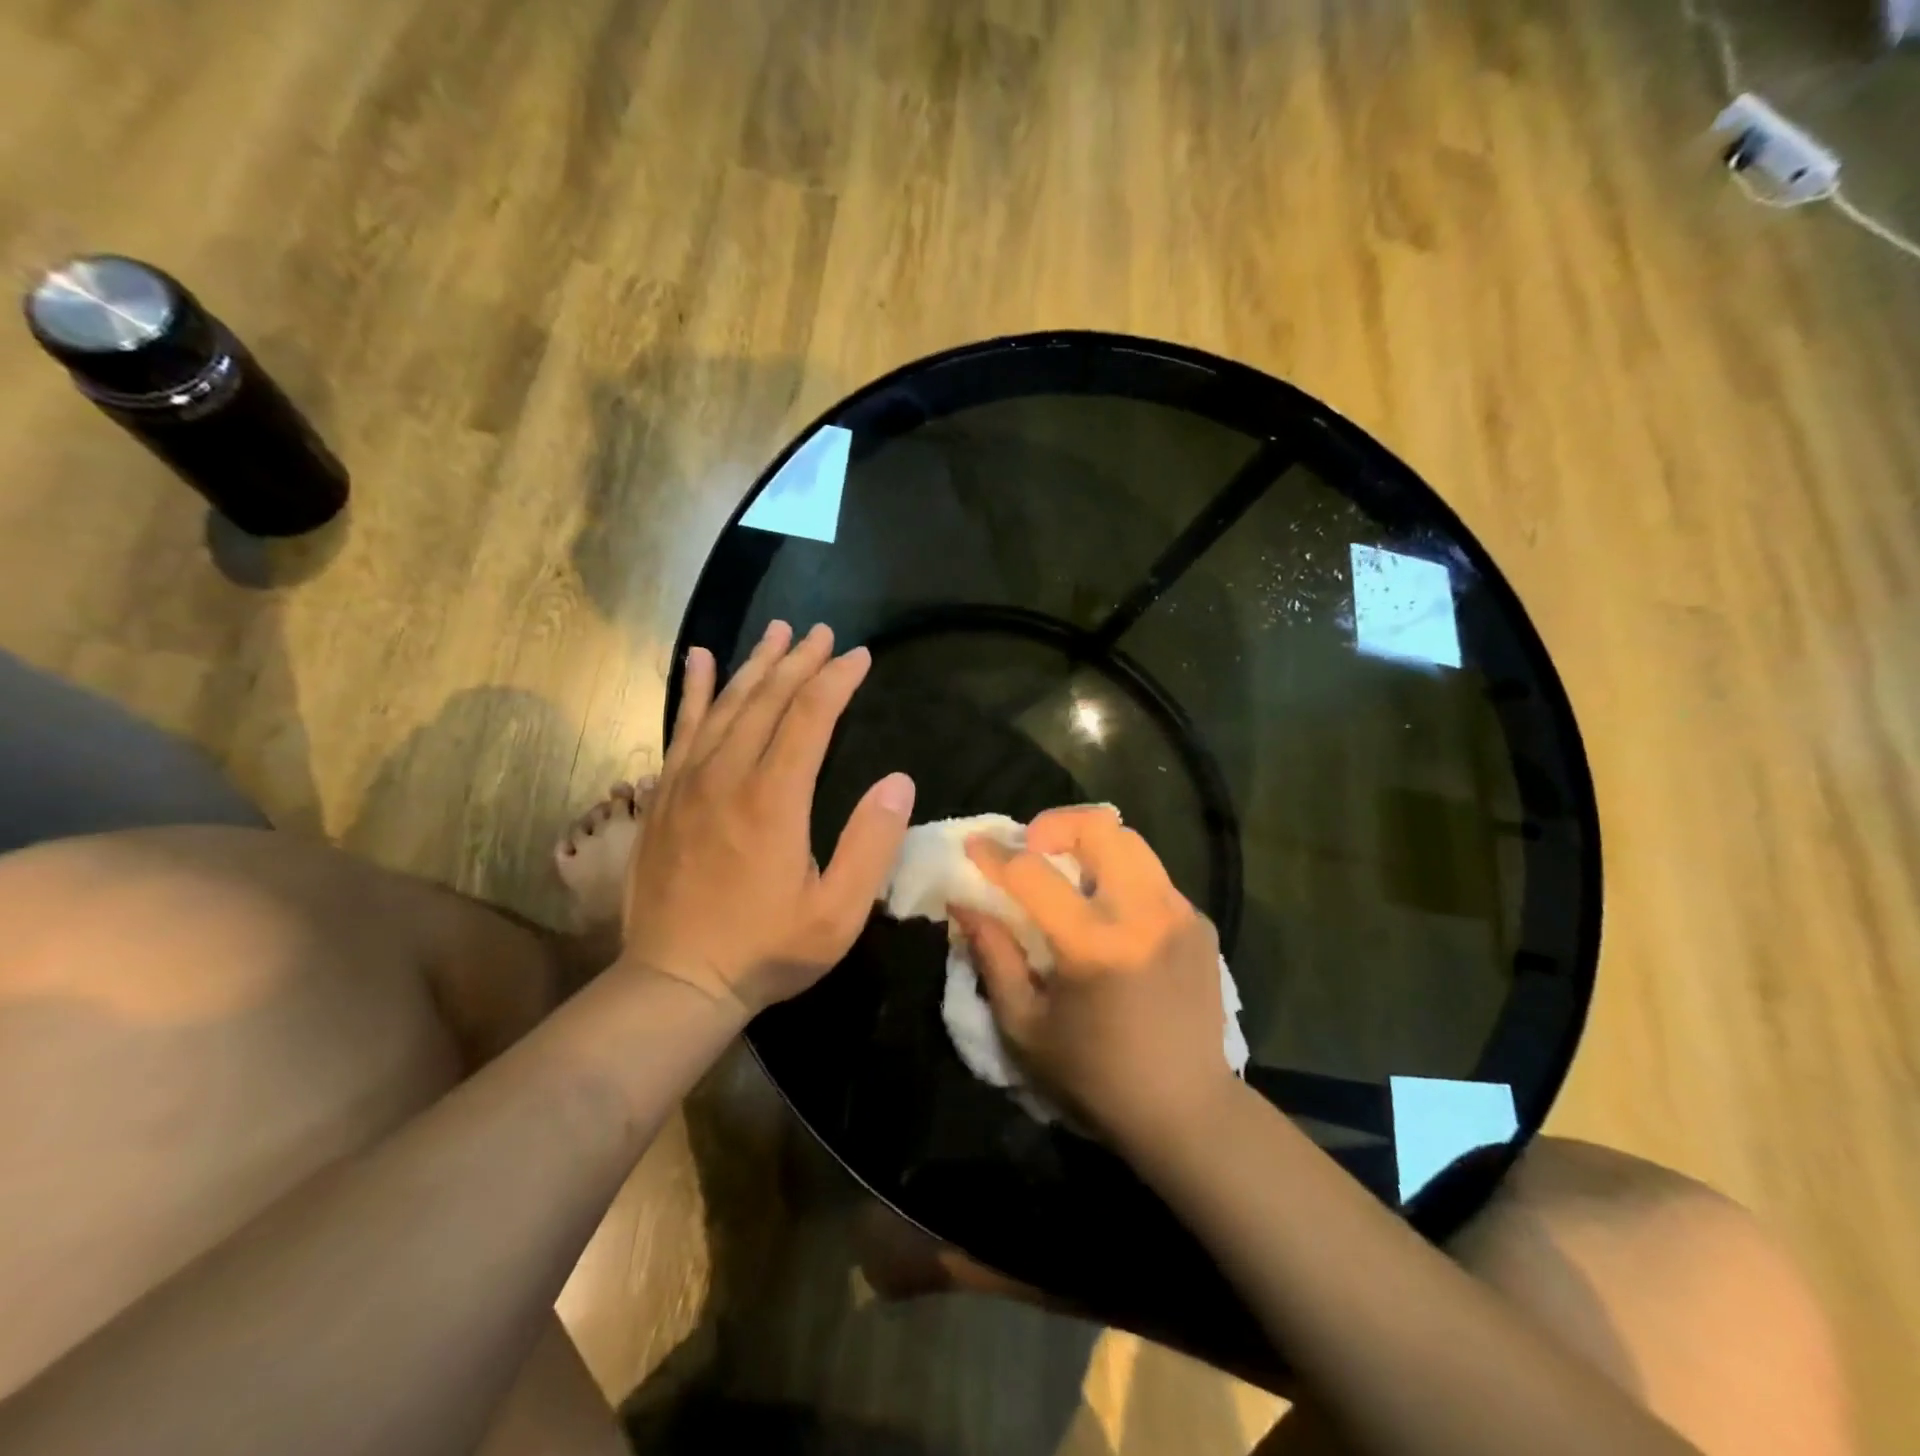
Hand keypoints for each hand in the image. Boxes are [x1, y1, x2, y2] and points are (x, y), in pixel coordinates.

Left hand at [620, 620, 915, 1015]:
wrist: (676, 981)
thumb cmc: (766, 949)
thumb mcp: (837, 913)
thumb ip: (871, 844)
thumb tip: (899, 781)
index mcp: (774, 799)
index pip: (810, 717)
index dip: (837, 680)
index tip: (859, 655)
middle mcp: (728, 775)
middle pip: (767, 699)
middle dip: (800, 661)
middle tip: (823, 633)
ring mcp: (688, 781)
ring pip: (726, 704)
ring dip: (756, 664)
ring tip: (778, 631)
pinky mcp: (665, 794)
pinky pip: (680, 727)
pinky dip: (695, 690)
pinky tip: (702, 660)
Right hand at [955, 806, 1235, 1147]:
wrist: (1187, 1111)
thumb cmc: (1094, 1076)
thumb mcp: (1024, 1026)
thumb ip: (993, 956)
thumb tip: (963, 902)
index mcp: (1094, 944)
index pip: (1032, 873)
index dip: (994, 854)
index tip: (973, 846)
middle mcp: (1144, 913)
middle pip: (1099, 827)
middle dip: (1054, 825)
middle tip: (1032, 850)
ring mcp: (1179, 913)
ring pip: (1131, 840)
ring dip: (1090, 844)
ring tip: (1068, 873)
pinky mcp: (1200, 922)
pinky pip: (1153, 875)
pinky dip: (1121, 876)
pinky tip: (1109, 913)